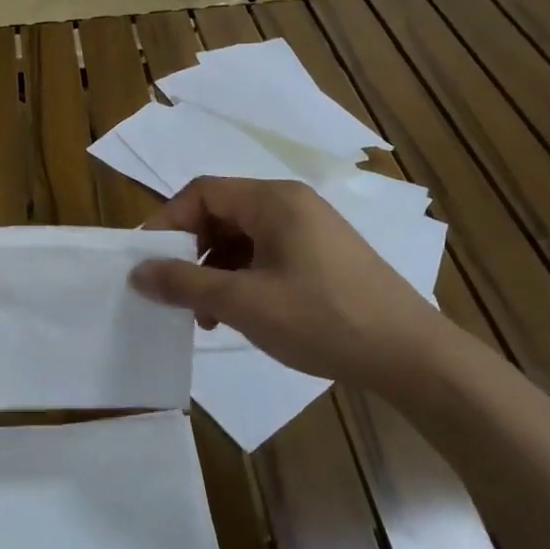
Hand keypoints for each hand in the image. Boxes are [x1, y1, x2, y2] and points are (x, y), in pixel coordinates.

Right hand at [130, 176, 460, 394]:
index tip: (148, 262)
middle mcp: (292, 204)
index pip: (202, 192)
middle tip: (176, 292)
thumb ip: (185, 283)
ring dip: (216, 271)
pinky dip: (243, 279)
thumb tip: (137, 272)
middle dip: (192, 252)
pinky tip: (240, 315)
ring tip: (207, 315)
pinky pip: (267, 255)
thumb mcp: (244, 302)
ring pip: (243, 238)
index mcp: (274, 200)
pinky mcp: (323, 256)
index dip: (168, 223)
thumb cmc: (322, 319)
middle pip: (222, 213)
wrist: (411, 356)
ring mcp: (311, 230)